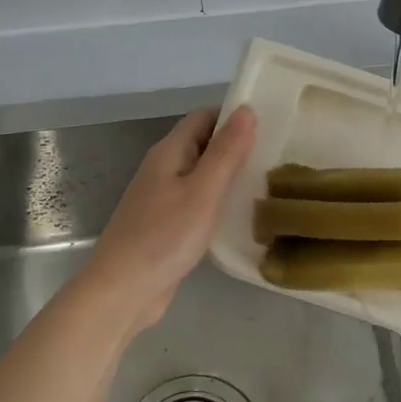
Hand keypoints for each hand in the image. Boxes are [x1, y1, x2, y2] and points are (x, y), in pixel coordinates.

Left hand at [81, 105, 256, 334]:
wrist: (122, 292)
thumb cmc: (164, 237)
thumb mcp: (203, 191)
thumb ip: (226, 151)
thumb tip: (247, 109)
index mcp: (169, 152)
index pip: (204, 117)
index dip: (233, 115)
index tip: (270, 122)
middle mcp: (164, 169)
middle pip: (203, 144)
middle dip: (237, 145)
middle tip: (277, 153)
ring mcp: (164, 198)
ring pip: (202, 174)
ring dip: (231, 175)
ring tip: (269, 181)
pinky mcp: (168, 225)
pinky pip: (199, 201)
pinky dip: (220, 201)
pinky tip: (244, 214)